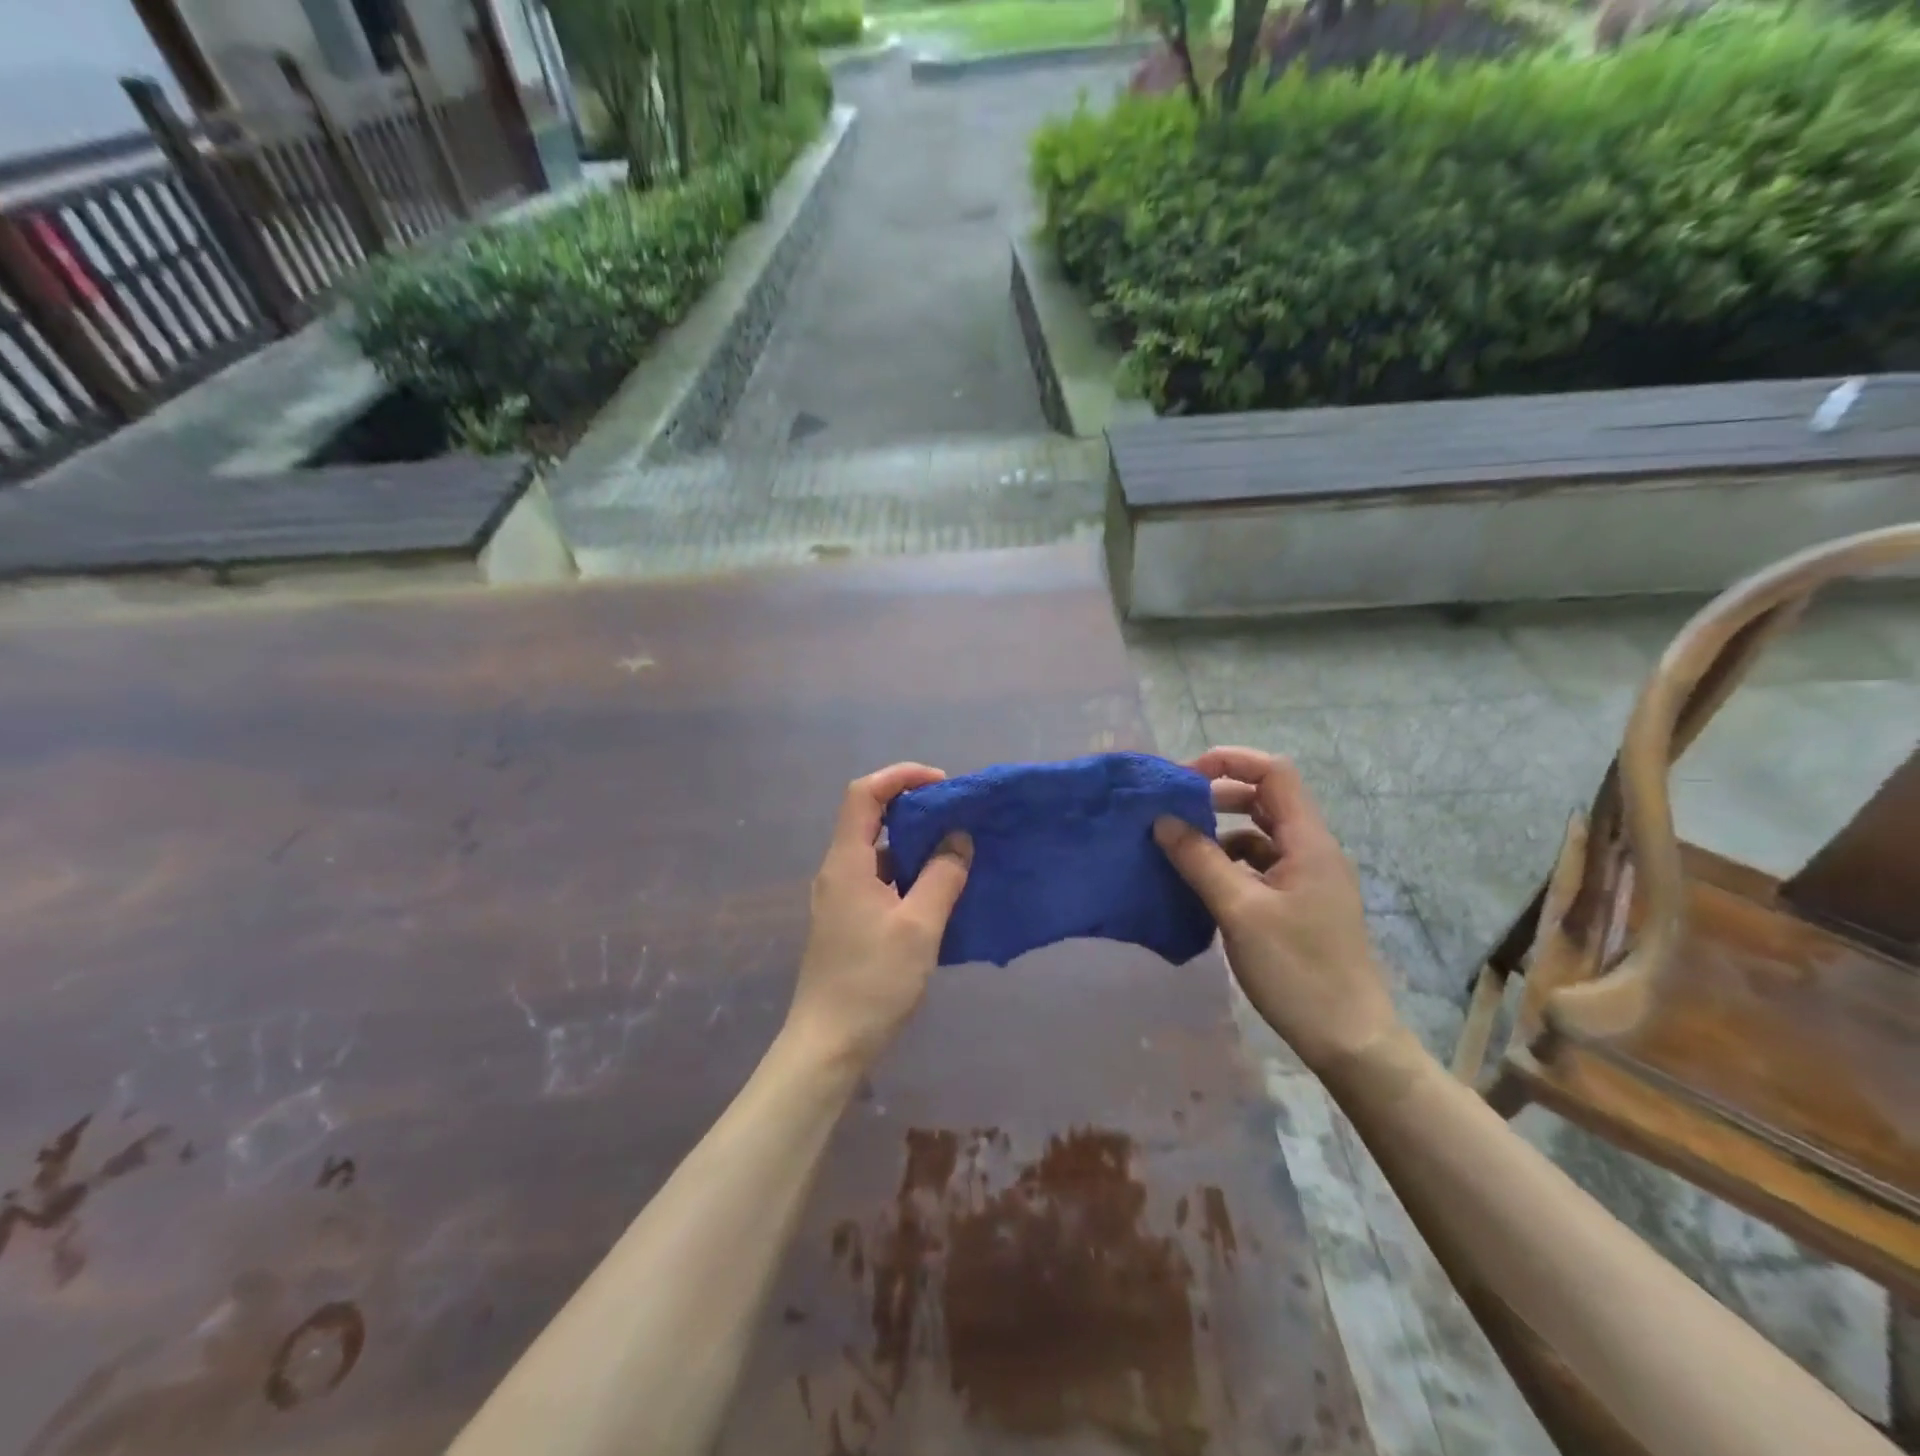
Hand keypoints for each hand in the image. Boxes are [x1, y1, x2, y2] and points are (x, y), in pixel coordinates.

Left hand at [785, 763, 972, 1071]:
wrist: (828, 1045)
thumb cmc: (872, 981)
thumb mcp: (919, 926)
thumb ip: (941, 876)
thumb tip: (958, 839)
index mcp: (846, 863)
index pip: (864, 794)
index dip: (900, 777)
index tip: (942, 784)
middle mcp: (838, 872)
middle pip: (869, 818)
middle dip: (913, 809)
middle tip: (956, 817)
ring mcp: (840, 899)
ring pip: (877, 852)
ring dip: (913, 844)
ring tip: (955, 851)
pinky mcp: (849, 922)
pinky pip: (880, 881)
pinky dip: (908, 874)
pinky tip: (937, 892)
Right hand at [1154, 747, 1400, 1076]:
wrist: (1349, 1039)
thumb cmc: (1298, 970)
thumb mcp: (1240, 911)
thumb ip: (1200, 860)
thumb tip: (1162, 820)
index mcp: (1308, 842)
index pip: (1274, 773)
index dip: (1229, 762)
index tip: (1182, 778)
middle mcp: (1311, 850)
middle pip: (1265, 799)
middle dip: (1217, 795)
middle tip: (1172, 810)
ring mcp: (1306, 879)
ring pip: (1259, 834)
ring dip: (1219, 831)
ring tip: (1178, 846)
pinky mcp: (1298, 904)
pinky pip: (1258, 866)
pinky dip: (1228, 863)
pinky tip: (1201, 882)